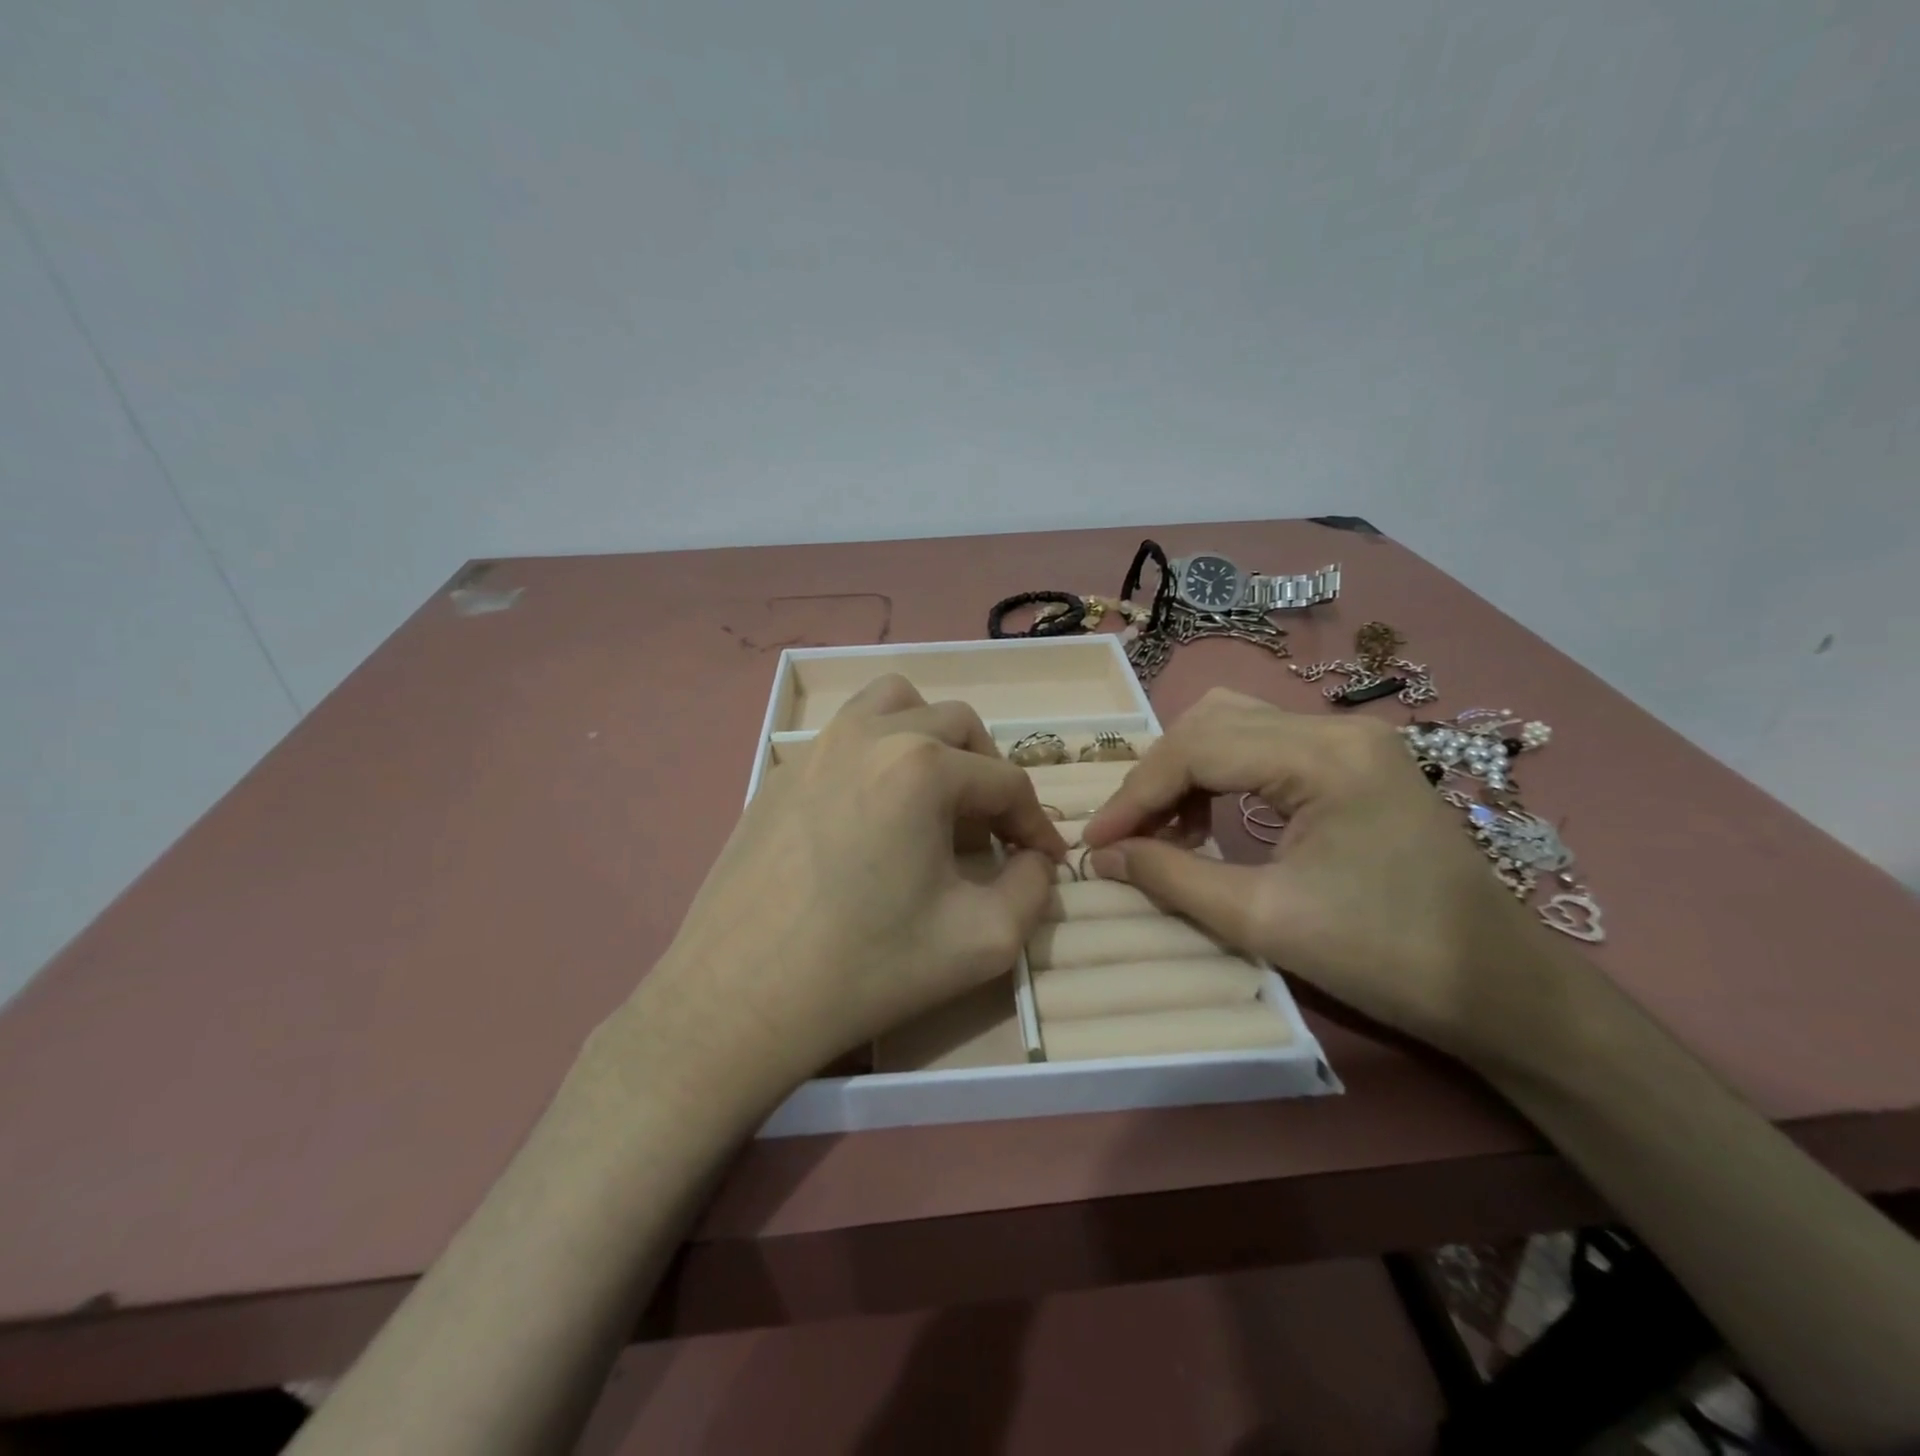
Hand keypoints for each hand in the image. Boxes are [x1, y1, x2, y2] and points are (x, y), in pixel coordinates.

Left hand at [627, 675, 1066, 1109]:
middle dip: (989, 774)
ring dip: (932, 739)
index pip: (1007, 780)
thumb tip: (1034, 861)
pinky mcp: (782, 770)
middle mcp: (871, 734)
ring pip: (896, 704)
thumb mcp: (982, 941)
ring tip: (933, 797)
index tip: (1045, 861)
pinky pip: (846, 733)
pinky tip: (872, 812)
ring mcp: (817, 745)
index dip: (1036, 823)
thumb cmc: (867, 967)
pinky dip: (879, 751)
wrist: (740, 998)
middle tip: (990, 832)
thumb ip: (1032, 890)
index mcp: (923, 766)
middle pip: (959, 727)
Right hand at [1082, 688, 1580, 1067]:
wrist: (1500, 988)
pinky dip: (1221, 775)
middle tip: (1128, 833)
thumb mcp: (1264, 920)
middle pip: (1212, 721)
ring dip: (1186, 770)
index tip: (1095, 843)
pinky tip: (1210, 820)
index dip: (1136, 794)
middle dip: (1158, 776)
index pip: (1198, 749)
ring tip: (1164, 829)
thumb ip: (1172, 878)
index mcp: (1323, 756)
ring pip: (1235, 725)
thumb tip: (1101, 859)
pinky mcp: (1355, 761)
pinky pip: (1265, 746)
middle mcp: (1336, 728)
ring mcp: (1350, 740)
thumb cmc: (1387, 957)